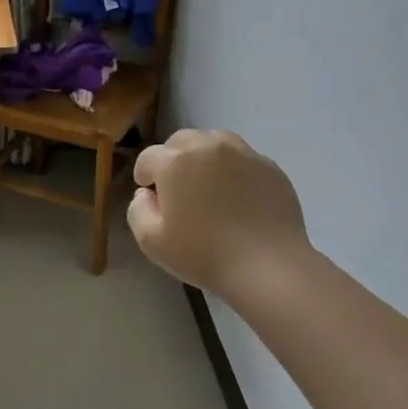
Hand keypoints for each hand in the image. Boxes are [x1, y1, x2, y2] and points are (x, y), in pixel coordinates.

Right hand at [128, 129, 310, 297]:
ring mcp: (243, 153)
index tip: (152, 199)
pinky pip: (242, 158)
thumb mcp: (151, 241)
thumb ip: (137, 209)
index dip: (145, 178)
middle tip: (179, 192)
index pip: (148, 158)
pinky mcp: (270, 166)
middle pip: (180, 141)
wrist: (268, 266)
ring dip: (203, 157)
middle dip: (173, 161)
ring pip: (213, 142)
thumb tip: (146, 194)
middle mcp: (208, 146)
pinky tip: (237, 197)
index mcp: (175, 162)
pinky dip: (233, 169)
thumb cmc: (203, 254)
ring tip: (208, 187)